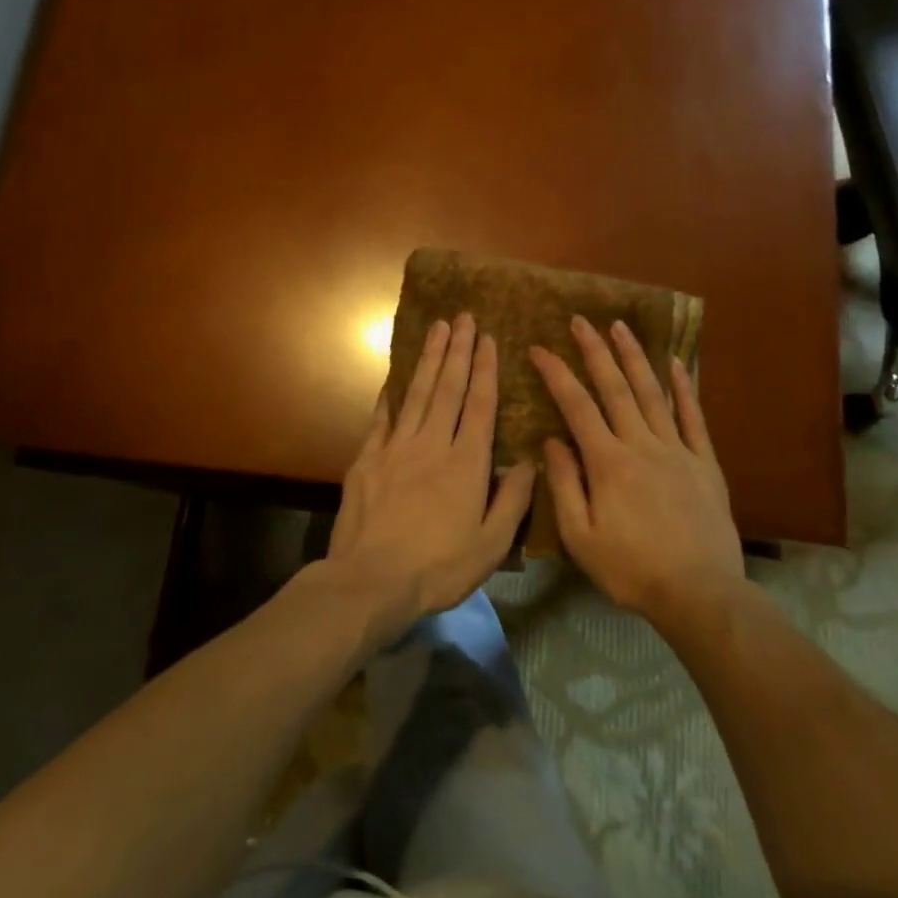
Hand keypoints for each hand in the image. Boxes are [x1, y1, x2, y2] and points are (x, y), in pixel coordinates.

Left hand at [326, 313, 536, 642]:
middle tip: (463, 317)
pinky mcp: (367, 460)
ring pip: (417, 394)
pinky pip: (382, 419)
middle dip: (458, 351)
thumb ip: (513, 499)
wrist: (371, 580)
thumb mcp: (491, 543)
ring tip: (437, 329)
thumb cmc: (439, 567)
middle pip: (448, 389)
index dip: (485, 370)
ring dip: (429, 360)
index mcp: (466, 463)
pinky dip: (391, 396)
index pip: (480, 405)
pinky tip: (395, 380)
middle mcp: (432, 444)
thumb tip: (530, 460)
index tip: (488, 339)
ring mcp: (396, 448)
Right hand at [529, 316, 742, 626]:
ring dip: (634, 357)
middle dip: (595, 351)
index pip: (576, 406)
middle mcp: (642, 444)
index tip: (538, 348)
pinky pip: (693, 417)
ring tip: (620, 326)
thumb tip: (551, 440)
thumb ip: (563, 485)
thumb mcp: (580, 537)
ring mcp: (677, 450)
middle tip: (580, 321)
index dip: (556, 374)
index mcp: (608, 462)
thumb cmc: (631, 569)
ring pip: (652, 393)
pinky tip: (676, 363)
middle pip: (615, 388)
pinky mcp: (704, 462)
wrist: (699, 594)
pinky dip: (683, 388)